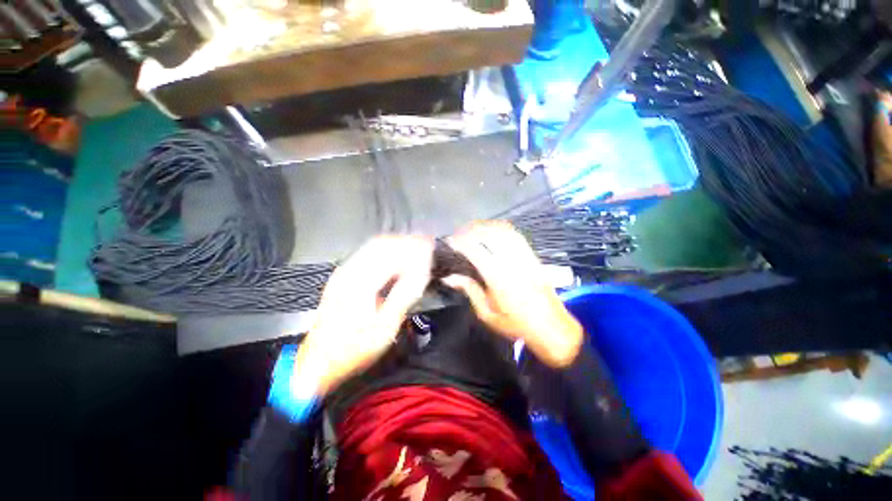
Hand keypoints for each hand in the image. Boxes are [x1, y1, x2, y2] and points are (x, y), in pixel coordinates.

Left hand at [292, 236, 433, 396]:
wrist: (318, 363)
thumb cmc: (355, 349)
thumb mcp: (385, 328)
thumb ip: (403, 296)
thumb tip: (421, 273)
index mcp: (360, 282)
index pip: (392, 254)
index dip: (413, 248)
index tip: (430, 248)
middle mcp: (349, 270)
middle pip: (381, 244)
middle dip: (405, 242)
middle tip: (425, 246)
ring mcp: (343, 272)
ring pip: (372, 247)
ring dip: (395, 245)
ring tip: (415, 249)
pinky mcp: (341, 277)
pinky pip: (366, 254)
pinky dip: (385, 252)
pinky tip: (395, 259)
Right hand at [443, 221, 582, 367]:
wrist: (551, 327)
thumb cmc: (515, 324)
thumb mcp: (487, 313)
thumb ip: (469, 290)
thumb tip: (449, 277)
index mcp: (498, 277)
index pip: (475, 250)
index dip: (460, 242)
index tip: (449, 241)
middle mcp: (511, 262)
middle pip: (489, 234)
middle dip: (471, 230)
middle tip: (458, 234)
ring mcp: (524, 256)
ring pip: (503, 231)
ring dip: (485, 226)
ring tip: (472, 230)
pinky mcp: (532, 256)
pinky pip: (516, 235)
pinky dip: (501, 228)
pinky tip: (493, 230)